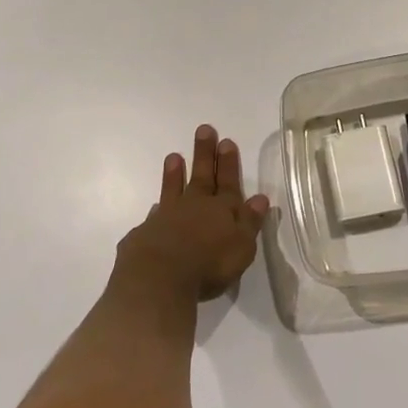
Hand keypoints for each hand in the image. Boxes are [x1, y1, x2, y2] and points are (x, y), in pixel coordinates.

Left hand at [115, 125, 270, 300]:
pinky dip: (157, 209)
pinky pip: (154, 216)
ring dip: (175, 174)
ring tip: (174, 156)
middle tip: (204, 130)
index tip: (226, 141)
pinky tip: (156, 207)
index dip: (228, 163)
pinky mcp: (146, 233)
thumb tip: (261, 198)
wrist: (158, 277)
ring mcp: (168, 217)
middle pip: (201, 176)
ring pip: (173, 189)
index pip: (228, 182)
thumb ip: (250, 221)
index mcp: (221, 210)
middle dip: (204, 154)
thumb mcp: (241, 246)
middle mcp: (194, 207)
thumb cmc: (208, 264)